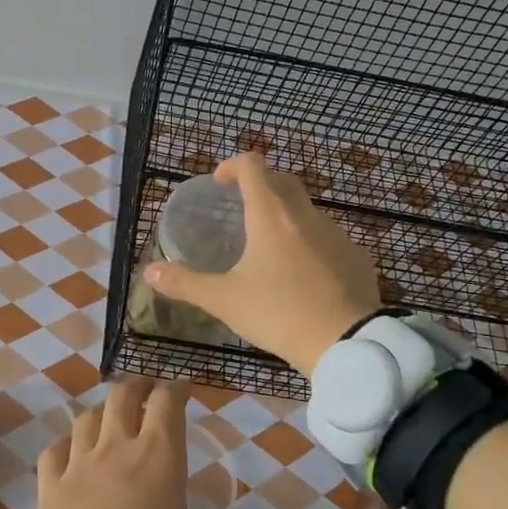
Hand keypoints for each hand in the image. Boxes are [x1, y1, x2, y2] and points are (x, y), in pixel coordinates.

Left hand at [18, 378, 280, 508]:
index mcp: (157, 458)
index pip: (167, 402)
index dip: (178, 388)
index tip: (187, 387)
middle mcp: (115, 449)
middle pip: (123, 396)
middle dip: (139, 387)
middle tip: (151, 392)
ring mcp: (77, 465)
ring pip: (87, 417)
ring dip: (104, 410)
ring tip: (114, 417)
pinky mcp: (49, 487)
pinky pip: (56, 450)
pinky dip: (68, 444)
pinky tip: (72, 453)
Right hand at [144, 153, 381, 373]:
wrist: (347, 343)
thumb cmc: (278, 313)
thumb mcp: (224, 300)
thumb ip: (185, 283)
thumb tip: (150, 272)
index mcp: (270, 215)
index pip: (252, 166)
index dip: (233, 165)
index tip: (219, 182)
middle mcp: (305, 215)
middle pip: (282, 181)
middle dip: (260, 185)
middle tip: (240, 208)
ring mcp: (337, 234)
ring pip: (307, 211)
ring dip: (286, 217)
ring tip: (269, 248)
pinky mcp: (357, 257)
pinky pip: (328, 239)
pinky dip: (310, 244)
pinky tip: (303, 275)